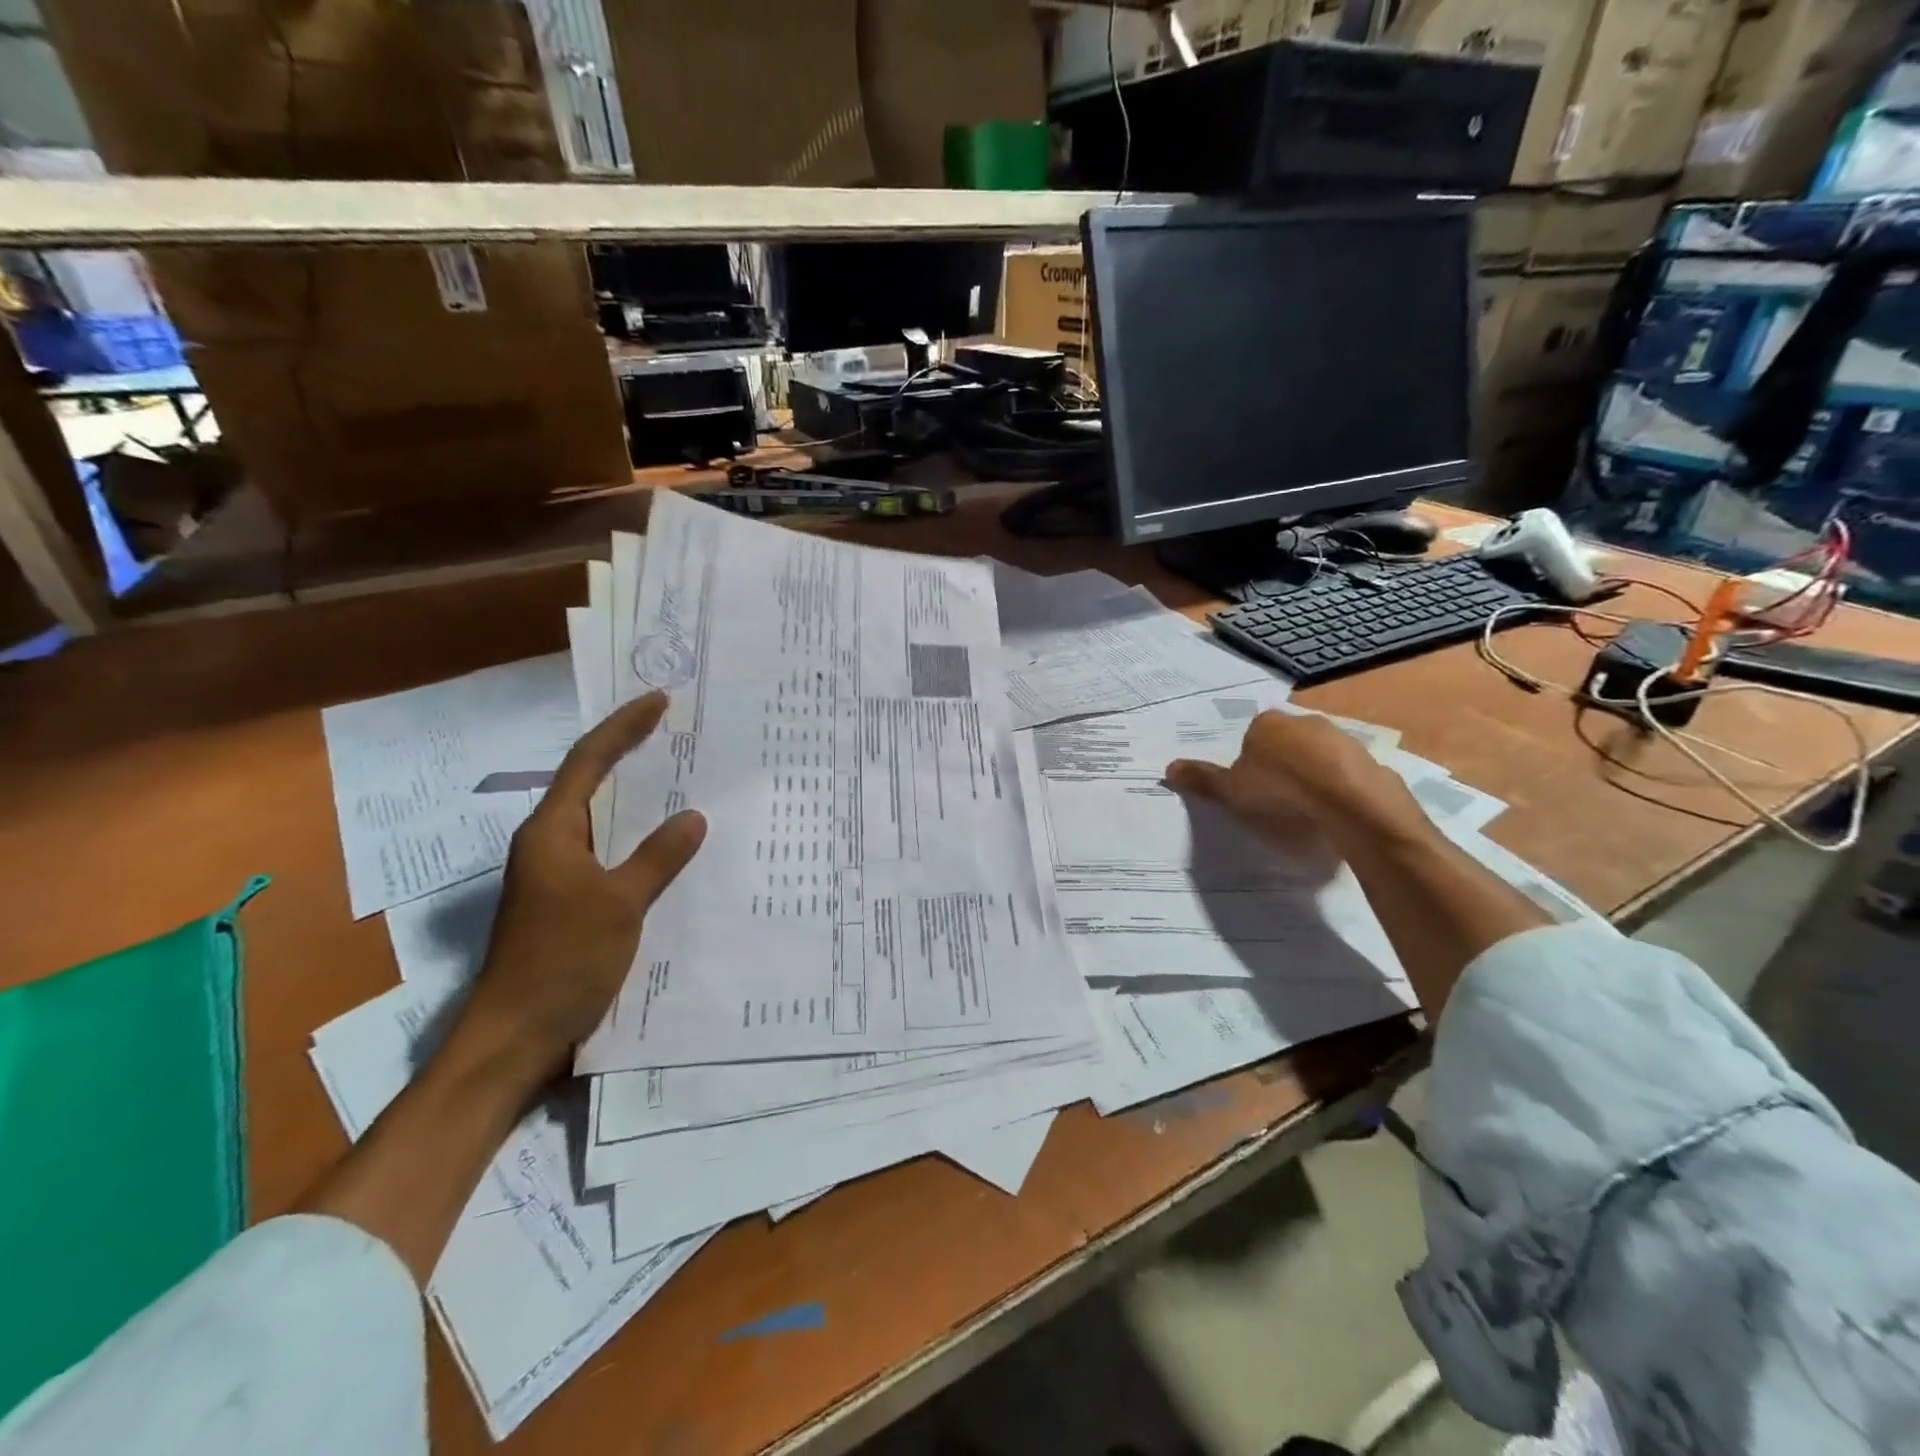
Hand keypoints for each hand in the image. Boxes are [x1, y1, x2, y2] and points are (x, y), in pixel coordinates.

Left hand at [455, 691, 706, 1076]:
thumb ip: (657, 858)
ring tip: (683, 779)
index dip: (624, 727)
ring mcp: (559, 875)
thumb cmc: (561, 961)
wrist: (516, 1037)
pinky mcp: (571, 902)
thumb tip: (693, 817)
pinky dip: (640, 840)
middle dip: (631, 754)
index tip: (659, 700)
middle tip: (676, 733)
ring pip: (603, 821)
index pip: (589, 762)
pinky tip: (672, 847)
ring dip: (638, 799)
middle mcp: (550, 844)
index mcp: (552, 833)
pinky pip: (611, 854)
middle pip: (592, 783)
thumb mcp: (619, 905)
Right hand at [1164, 710, 1428, 857]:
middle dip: (1280, 766)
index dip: (1248, 764)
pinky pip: (1345, 774)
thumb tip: (1169, 768)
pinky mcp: (1369, 759)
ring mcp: (1341, 738)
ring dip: (1311, 777)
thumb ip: (1202, 779)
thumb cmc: (1280, 790)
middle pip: (1285, 744)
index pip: (1251, 737)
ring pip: (1317, 757)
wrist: (1350, 802)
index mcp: (1267, 723)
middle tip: (1274, 800)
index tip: (1249, 789)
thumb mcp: (1231, 790)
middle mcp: (1304, 721)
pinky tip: (1333, 812)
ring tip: (1305, 810)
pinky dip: (1338, 788)